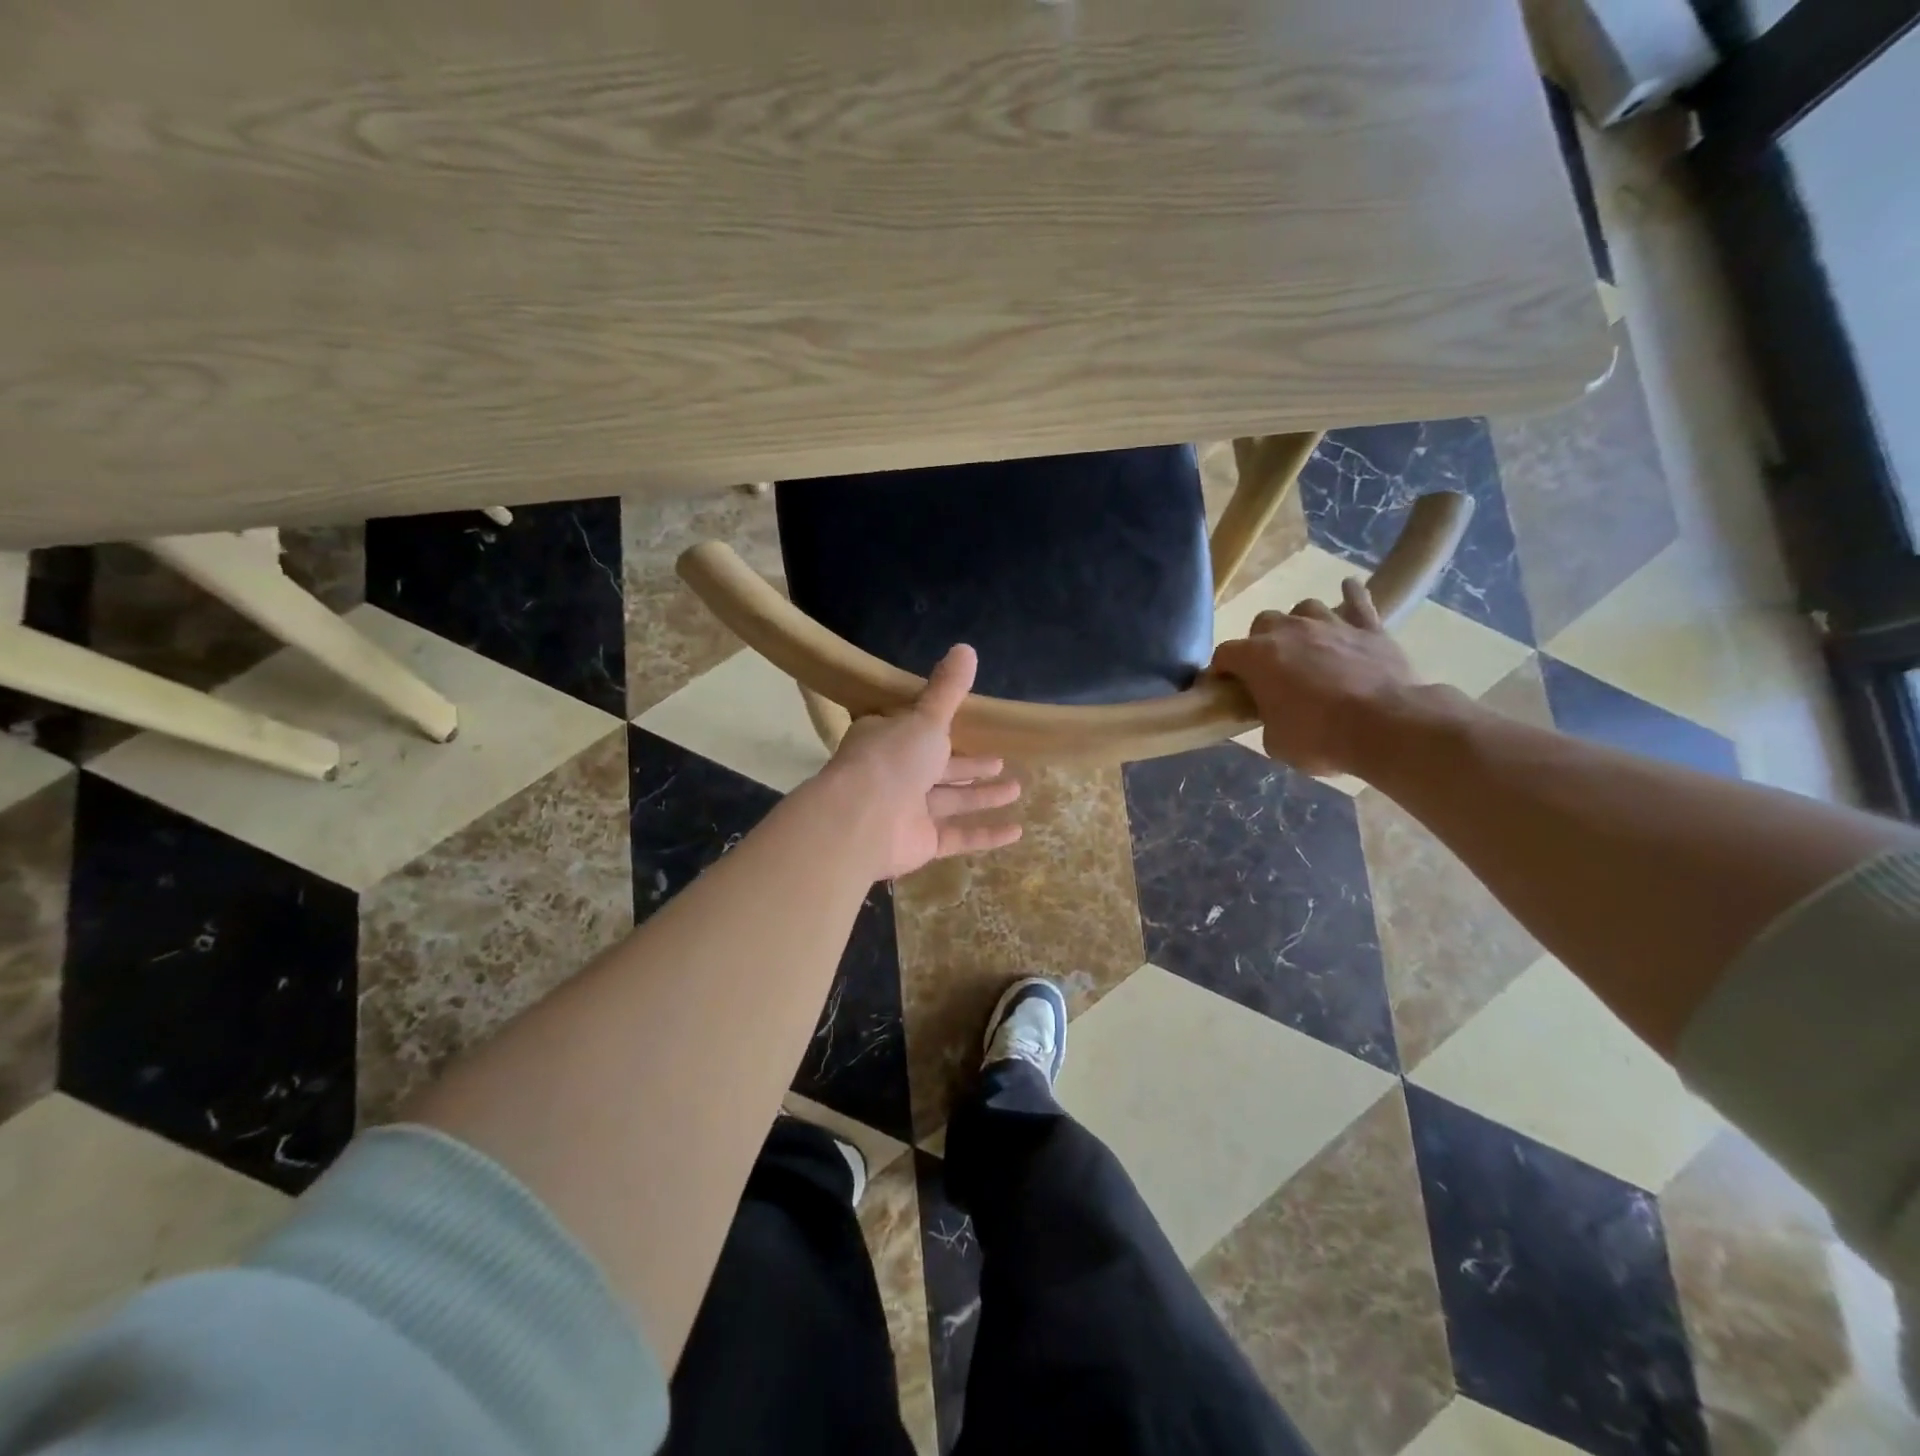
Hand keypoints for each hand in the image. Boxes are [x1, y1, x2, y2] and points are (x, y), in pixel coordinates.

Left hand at [816, 644, 1023, 879]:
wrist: (862, 821)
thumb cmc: (892, 759)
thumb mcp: (926, 718)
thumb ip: (948, 690)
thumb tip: (966, 647)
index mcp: (888, 740)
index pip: (914, 730)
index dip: (939, 728)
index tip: (966, 724)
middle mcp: (895, 775)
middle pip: (938, 768)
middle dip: (970, 765)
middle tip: (999, 761)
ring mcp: (907, 811)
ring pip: (951, 801)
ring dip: (982, 796)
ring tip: (1016, 788)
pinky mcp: (920, 843)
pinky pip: (958, 836)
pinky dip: (985, 835)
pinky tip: (1017, 831)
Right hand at [1210, 578, 1417, 776]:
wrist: (1385, 726)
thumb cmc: (1319, 737)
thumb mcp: (1276, 741)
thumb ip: (1267, 719)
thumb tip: (1273, 714)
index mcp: (1257, 657)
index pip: (1224, 654)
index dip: (1221, 670)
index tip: (1225, 685)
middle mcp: (1289, 631)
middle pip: (1263, 622)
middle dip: (1261, 641)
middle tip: (1270, 667)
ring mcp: (1330, 624)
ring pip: (1305, 607)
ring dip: (1301, 622)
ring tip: (1306, 642)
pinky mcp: (1369, 628)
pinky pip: (1358, 600)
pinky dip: (1352, 595)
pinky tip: (1349, 588)